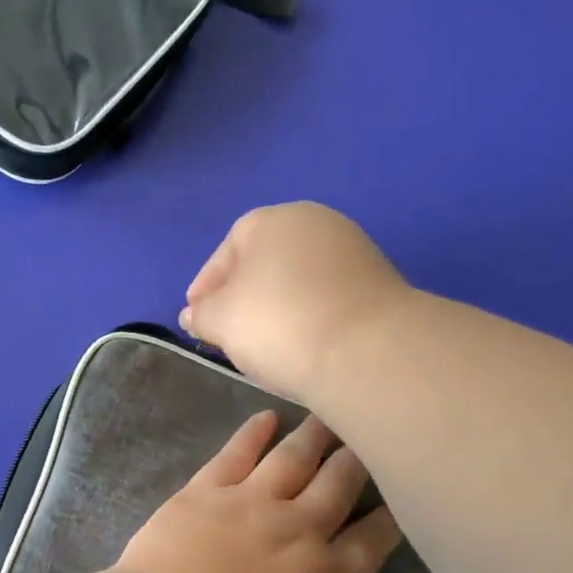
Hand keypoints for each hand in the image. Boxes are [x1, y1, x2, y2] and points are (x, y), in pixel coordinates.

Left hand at [115, 410, 402, 572]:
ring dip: (315, 434)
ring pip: (294, 457)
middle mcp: (301, 527)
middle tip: (370, 435)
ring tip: (330, 414)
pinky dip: (254, 431)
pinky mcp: (207, 489)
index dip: (391, 516)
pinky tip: (266, 417)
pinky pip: (237, 452)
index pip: (374, 538)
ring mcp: (253, 502)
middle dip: (359, 458)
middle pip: (340, 482)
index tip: (400, 496)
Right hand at [180, 202, 410, 401]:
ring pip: (297, 281)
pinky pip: (326, 299)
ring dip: (276, 308)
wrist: (367, 351)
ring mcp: (354, 252)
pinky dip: (307, 318)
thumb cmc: (279, 323)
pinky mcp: (378, 286)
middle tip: (228, 332)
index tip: (197, 316)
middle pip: (266, 261)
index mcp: (274, 220)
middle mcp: (317, 224)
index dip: (207, 284)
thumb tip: (194, 314)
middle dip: (242, 295)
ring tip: (263, 345)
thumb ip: (201, 314)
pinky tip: (300, 346)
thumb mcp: (221, 320)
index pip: (229, 247)